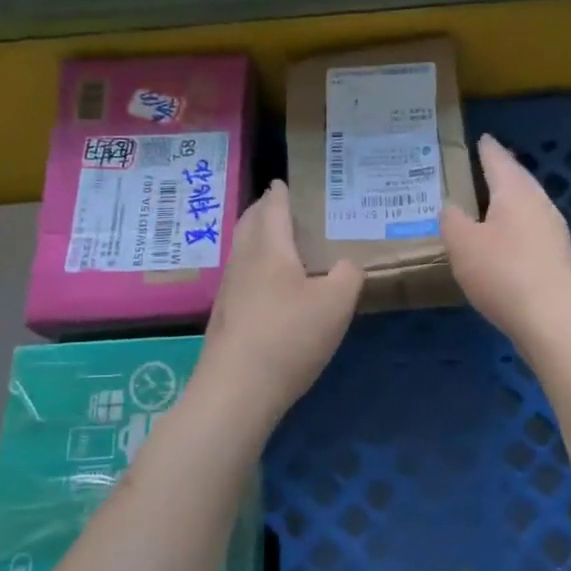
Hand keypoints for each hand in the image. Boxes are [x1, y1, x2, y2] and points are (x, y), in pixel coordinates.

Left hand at [195, 181, 362, 428]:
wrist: (237, 388)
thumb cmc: (290, 336)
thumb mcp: (336, 303)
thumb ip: (347, 276)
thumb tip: (345, 265)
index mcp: (270, 249)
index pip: (274, 209)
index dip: (280, 194)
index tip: (281, 182)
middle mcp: (243, 262)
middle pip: (249, 225)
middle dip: (261, 211)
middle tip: (276, 206)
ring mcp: (228, 291)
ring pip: (241, 252)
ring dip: (255, 239)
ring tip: (274, 242)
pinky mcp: (223, 318)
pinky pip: (239, 278)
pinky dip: (253, 268)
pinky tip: (265, 287)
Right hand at [441, 133, 570, 348]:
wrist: (553, 320)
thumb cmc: (502, 273)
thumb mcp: (462, 244)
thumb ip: (452, 220)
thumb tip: (453, 207)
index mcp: (515, 192)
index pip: (498, 160)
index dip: (487, 149)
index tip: (481, 138)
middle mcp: (539, 204)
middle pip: (518, 180)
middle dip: (500, 173)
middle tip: (482, 167)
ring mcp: (553, 231)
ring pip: (527, 205)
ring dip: (508, 202)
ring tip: (488, 202)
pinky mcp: (557, 258)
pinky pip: (531, 229)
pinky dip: (515, 226)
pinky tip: (504, 240)